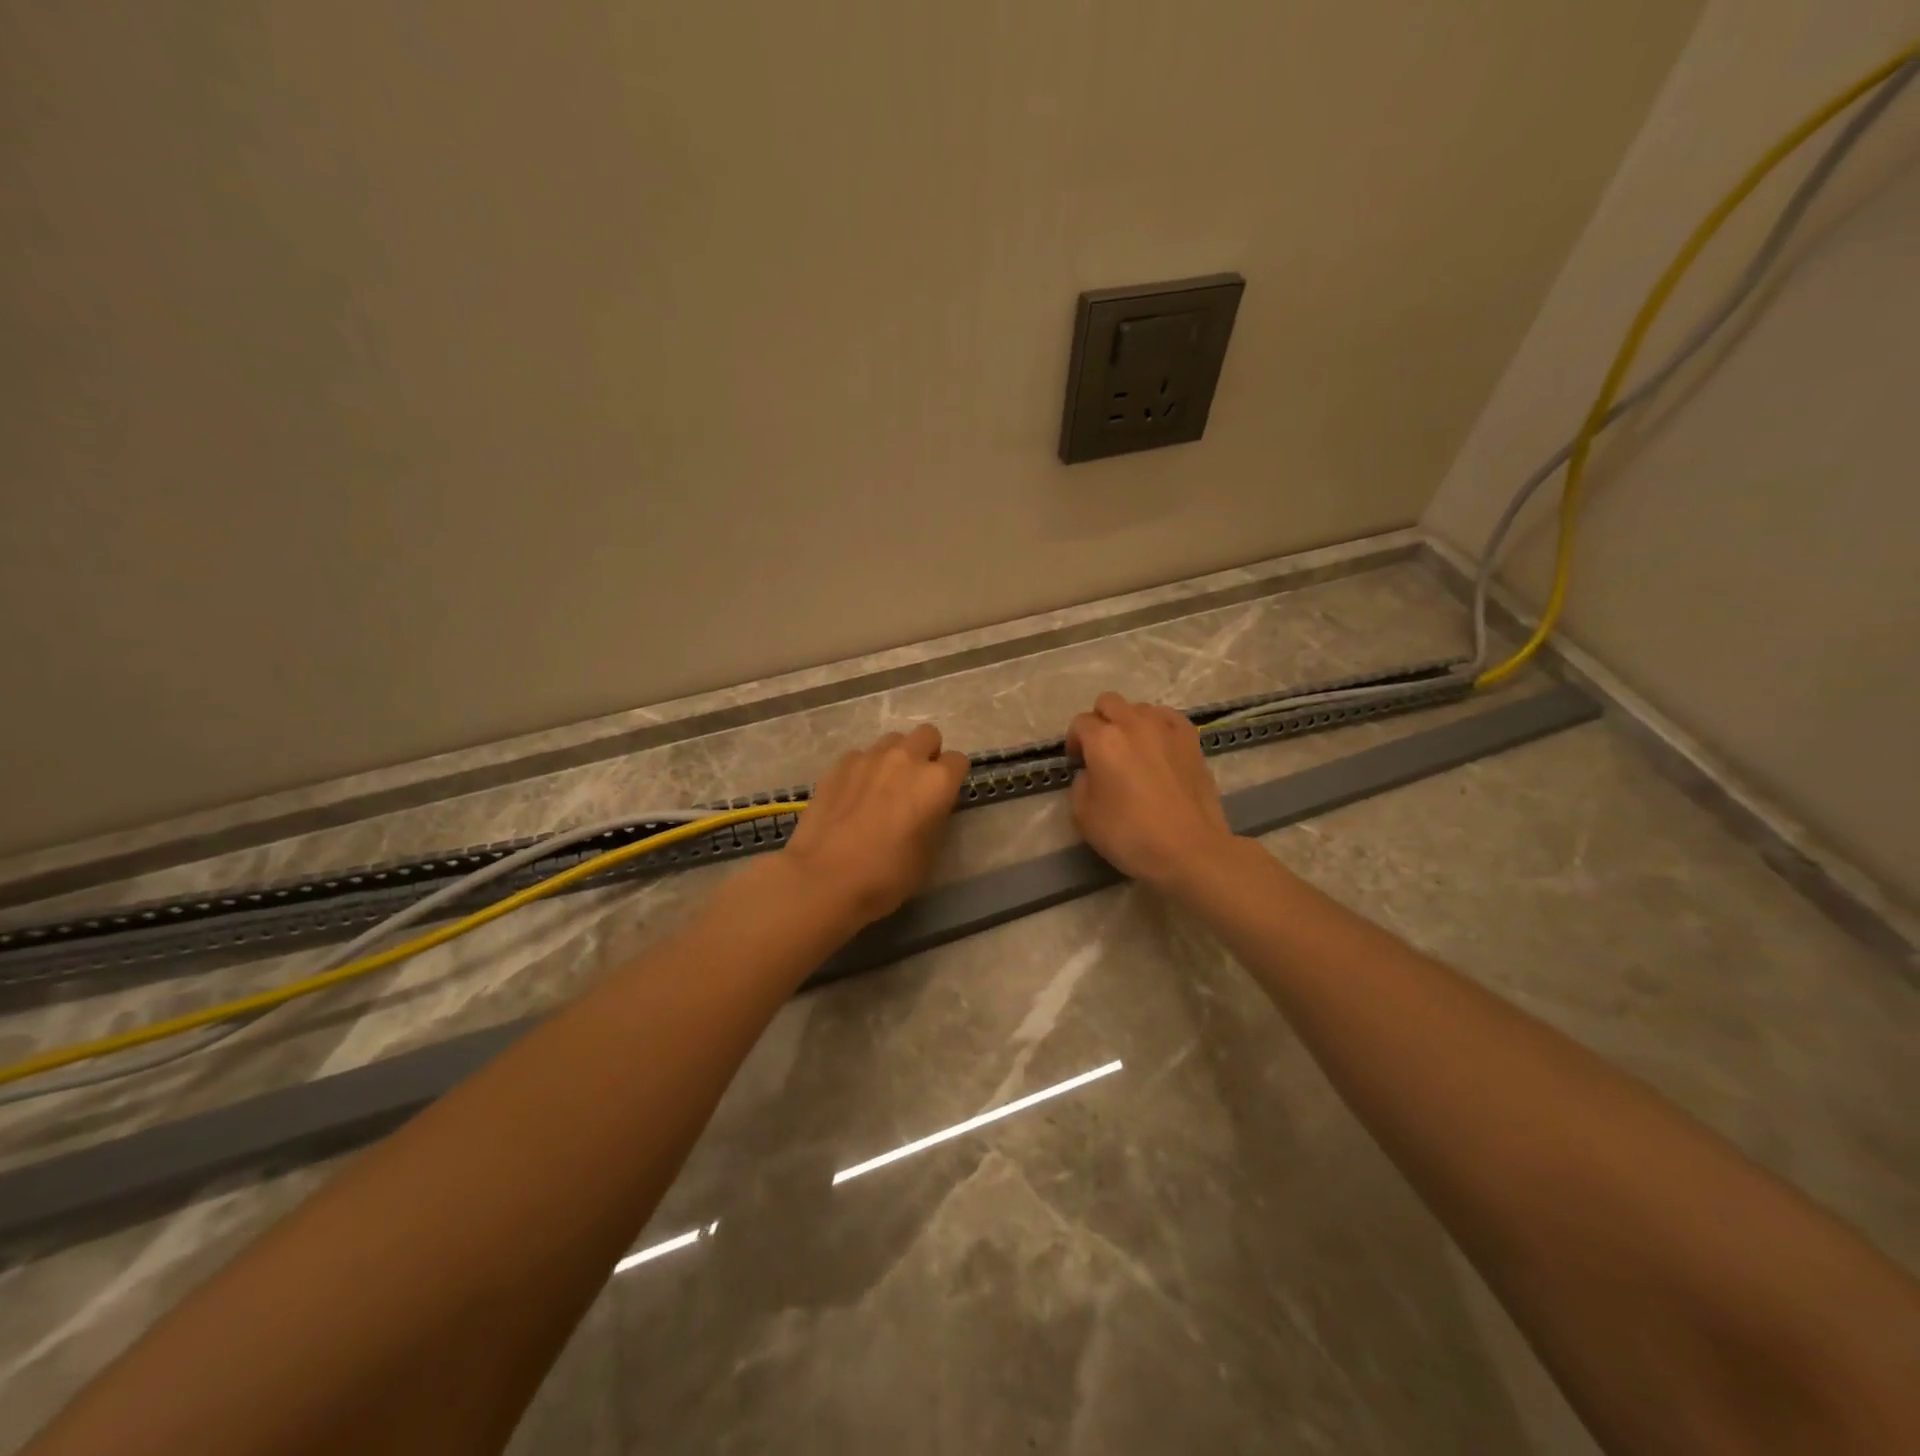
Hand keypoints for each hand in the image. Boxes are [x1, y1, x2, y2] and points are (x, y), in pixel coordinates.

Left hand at [783, 723, 969, 926]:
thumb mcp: (928, 853)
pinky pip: (861, 756)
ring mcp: (869, 757)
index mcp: (936, 781)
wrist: (825, 878)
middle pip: (927, 735)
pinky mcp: (839, 764)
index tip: (943, 796)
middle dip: (928, 754)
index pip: (958, 761)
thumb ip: (935, 818)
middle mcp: (906, 758)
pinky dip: (864, 769)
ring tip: (884, 786)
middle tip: (917, 784)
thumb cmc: (887, 875)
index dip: (953, 778)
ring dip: (896, 757)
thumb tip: (928, 807)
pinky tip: (853, 795)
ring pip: (893, 740)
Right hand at [1067, 692, 1233, 888]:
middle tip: (1101, 751)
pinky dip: (1157, 726)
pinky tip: (1158, 747)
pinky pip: (1167, 717)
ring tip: (1133, 751)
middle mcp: (1134, 724)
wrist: (1190, 850)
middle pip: (1108, 702)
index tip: (1078, 763)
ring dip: (1129, 722)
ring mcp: (1166, 728)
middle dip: (1099, 721)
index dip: (1075, 742)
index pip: (1080, 723)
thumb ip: (1081, 784)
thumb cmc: (1130, 835)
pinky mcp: (1191, 739)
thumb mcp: (1084, 815)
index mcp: (1104, 740)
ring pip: (1139, 707)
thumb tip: (1092, 772)